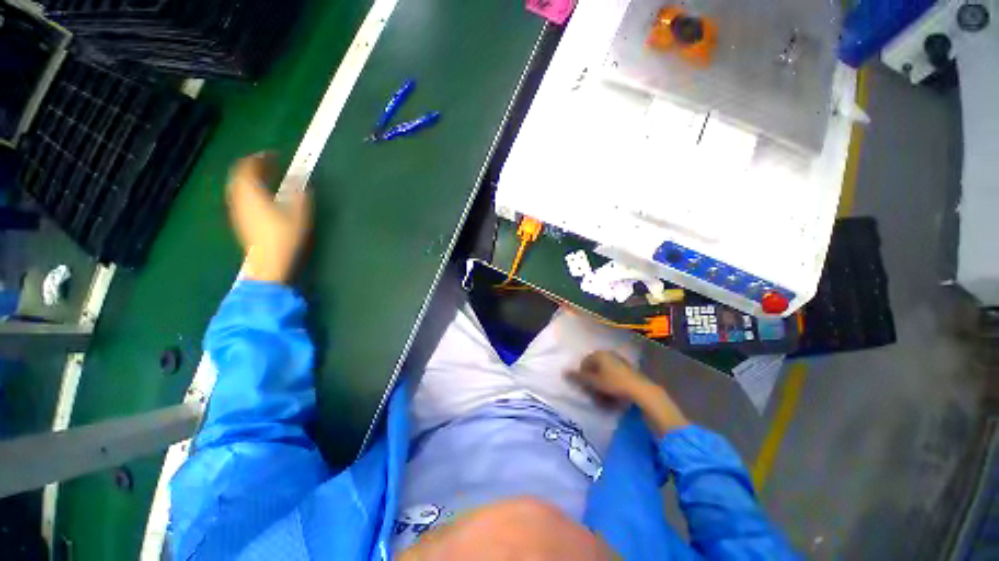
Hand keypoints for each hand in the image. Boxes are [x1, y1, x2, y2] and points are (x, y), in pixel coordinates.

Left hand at [226, 153, 310, 283]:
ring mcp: (237, 209)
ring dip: (250, 178)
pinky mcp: (240, 220)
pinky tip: (261, 196)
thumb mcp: (300, 214)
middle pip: (239, 174)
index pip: (248, 166)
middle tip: (269, 164)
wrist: (268, 261)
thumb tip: (305, 185)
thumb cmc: (284, 236)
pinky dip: (249, 189)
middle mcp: (239, 197)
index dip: (260, 157)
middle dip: (253, 166)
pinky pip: (240, 196)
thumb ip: (302, 196)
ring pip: (238, 185)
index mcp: (252, 192)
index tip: (274, 155)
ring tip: (266, 178)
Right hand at [569, 351, 689, 436]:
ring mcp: (620, 361)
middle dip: (592, 381)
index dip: (583, 376)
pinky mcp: (629, 370)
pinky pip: (614, 377)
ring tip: (603, 398)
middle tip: (593, 393)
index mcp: (599, 354)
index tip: (585, 388)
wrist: (641, 391)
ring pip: (605, 373)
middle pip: (595, 368)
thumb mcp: (593, 382)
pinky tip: (614, 396)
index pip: (584, 363)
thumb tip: (563, 371)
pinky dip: (611, 385)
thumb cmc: (614, 384)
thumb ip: (578, 377)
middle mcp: (609, 354)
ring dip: (602, 385)